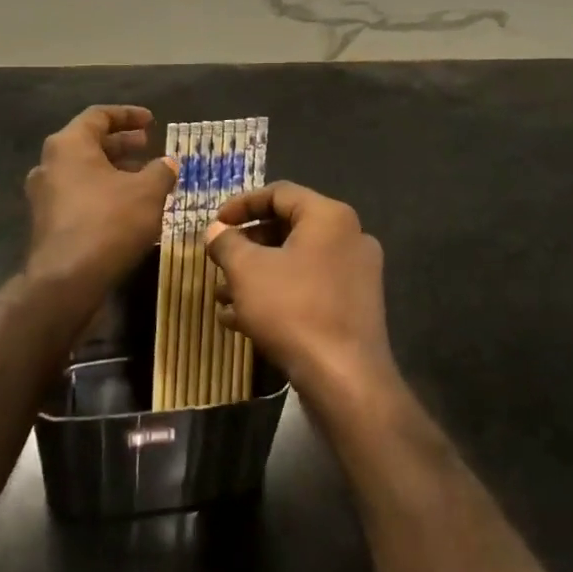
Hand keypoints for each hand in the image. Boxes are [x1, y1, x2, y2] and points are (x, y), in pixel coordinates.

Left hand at [24, 106, 176, 305]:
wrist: (67, 281)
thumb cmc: (109, 222)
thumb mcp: (148, 192)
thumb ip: (161, 171)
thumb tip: (167, 163)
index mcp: (69, 145)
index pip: (99, 115)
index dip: (128, 115)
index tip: (152, 121)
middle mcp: (50, 164)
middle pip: (89, 143)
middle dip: (122, 144)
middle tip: (148, 146)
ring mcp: (44, 195)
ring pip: (84, 171)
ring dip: (114, 170)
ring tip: (144, 178)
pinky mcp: (47, 222)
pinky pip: (78, 195)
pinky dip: (103, 192)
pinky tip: (128, 207)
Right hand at [204, 182, 394, 404]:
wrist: (345, 379)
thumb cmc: (294, 309)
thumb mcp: (247, 271)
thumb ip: (227, 243)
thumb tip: (216, 230)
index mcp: (330, 216)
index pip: (280, 193)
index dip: (242, 204)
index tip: (215, 224)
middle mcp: (350, 237)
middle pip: (289, 227)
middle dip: (247, 245)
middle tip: (219, 260)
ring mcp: (356, 274)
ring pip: (297, 262)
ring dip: (258, 274)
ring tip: (223, 296)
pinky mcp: (355, 307)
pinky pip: (310, 288)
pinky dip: (278, 294)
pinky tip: (242, 320)